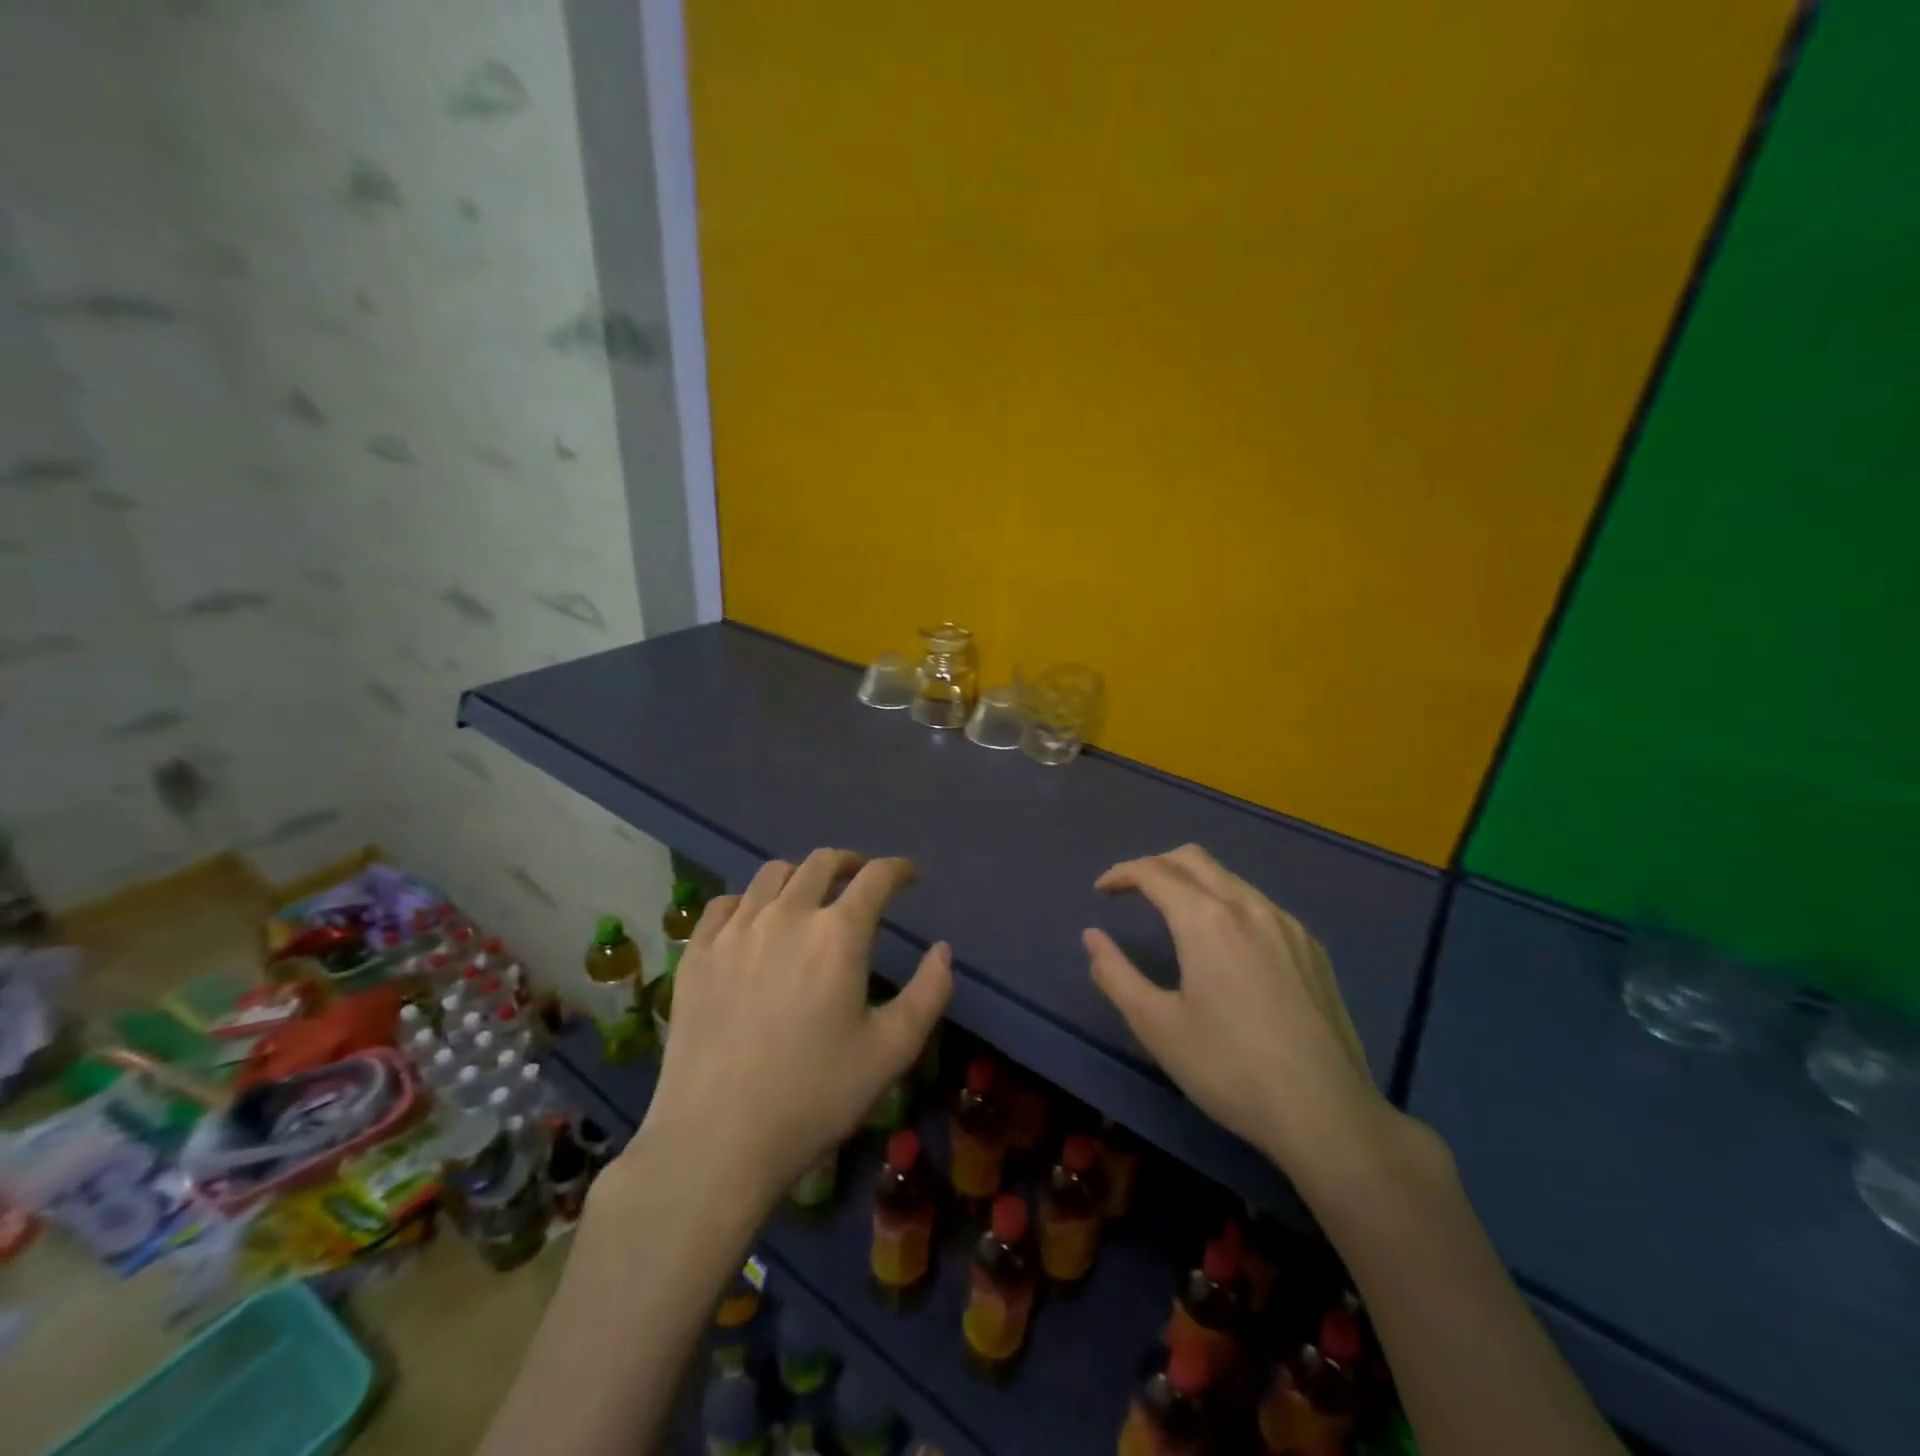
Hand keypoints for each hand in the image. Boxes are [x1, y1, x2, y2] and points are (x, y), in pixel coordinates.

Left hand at [628, 850, 951, 1211]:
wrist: (716, 1140)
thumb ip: (928, 993)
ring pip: (772, 874)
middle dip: (850, 864)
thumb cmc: (814, 1097)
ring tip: (808, 898)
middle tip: (860, 881)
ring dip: (800, 876)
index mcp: (838, 934)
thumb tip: (942, 950)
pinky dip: (748, 901)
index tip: (908, 876)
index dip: (898, 869)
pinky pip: (724, 903)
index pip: (876, 877)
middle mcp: (786, 915)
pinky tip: (753, 922)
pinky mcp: (696, 952)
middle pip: (821, 863)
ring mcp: (735, 930)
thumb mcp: (891, 1052)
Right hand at [1083, 844, 1401, 1192]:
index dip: (1121, 874)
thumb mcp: (1156, 1026)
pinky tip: (1226, 946)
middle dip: (1156, 865)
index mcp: (1206, 919)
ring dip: (1193, 882)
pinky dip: (1227, 904)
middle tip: (1132, 893)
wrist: (1327, 1114)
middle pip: (1193, 858)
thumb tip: (1092, 936)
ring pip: (1230, 878)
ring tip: (1173, 916)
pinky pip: (1259, 905)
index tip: (1101, 891)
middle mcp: (1248, 906)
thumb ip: (1115, 974)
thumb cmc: (1229, 1069)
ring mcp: (1287, 925)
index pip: (1154, 871)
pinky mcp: (1312, 948)